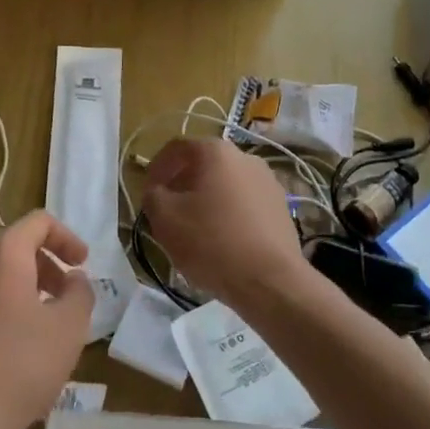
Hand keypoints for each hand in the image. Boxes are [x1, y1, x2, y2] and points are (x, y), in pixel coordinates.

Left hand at [0, 211, 94, 428]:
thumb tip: (73, 279)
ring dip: (13, 284)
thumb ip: (80, 292)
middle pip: (10, 245)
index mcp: (0, 253)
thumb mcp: (69, 329)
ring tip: (30, 320)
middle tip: (60, 296)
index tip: (81, 265)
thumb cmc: (17, 367)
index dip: (66, 239)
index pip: (38, 222)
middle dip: (41, 265)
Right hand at [140, 138, 313, 309]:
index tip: (148, 192)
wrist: (269, 281)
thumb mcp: (165, 218)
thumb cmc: (211, 242)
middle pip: (204, 164)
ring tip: (194, 229)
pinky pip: (245, 204)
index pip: (177, 148)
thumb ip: (153, 196)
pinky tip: (221, 241)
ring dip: (206, 200)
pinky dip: (228, 214)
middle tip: (168, 211)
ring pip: (226, 185)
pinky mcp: (281, 209)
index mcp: (217, 152)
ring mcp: (269, 183)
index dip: (157, 167)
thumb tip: (158, 192)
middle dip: (182, 185)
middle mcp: (247, 158)